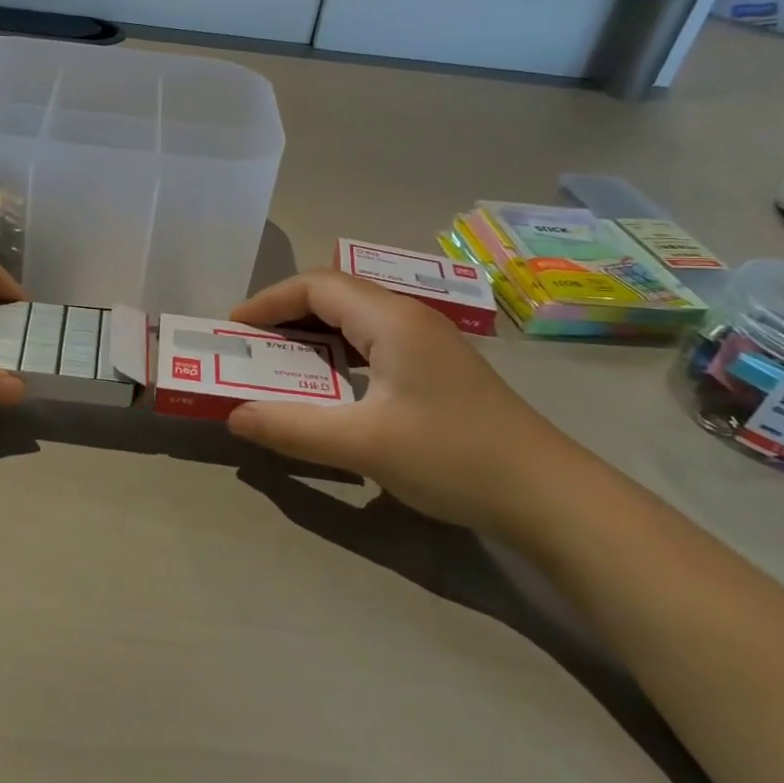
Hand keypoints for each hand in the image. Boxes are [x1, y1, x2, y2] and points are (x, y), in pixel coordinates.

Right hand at [226, 271, 582, 536]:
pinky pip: (374, 343)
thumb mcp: (362, 444)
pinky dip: (339, 354)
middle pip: (335, 295)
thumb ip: (291, 427)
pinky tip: (331, 386)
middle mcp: (409, 318)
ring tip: (280, 362)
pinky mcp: (438, 369)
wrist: (549, 496)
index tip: (234, 328)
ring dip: (313, 334)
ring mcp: (428, 343)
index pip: (316, 286)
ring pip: (356, 319)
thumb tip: (235, 416)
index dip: (269, 301)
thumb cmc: (452, 457)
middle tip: (251, 345)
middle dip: (286, 315)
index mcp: (391, 319)